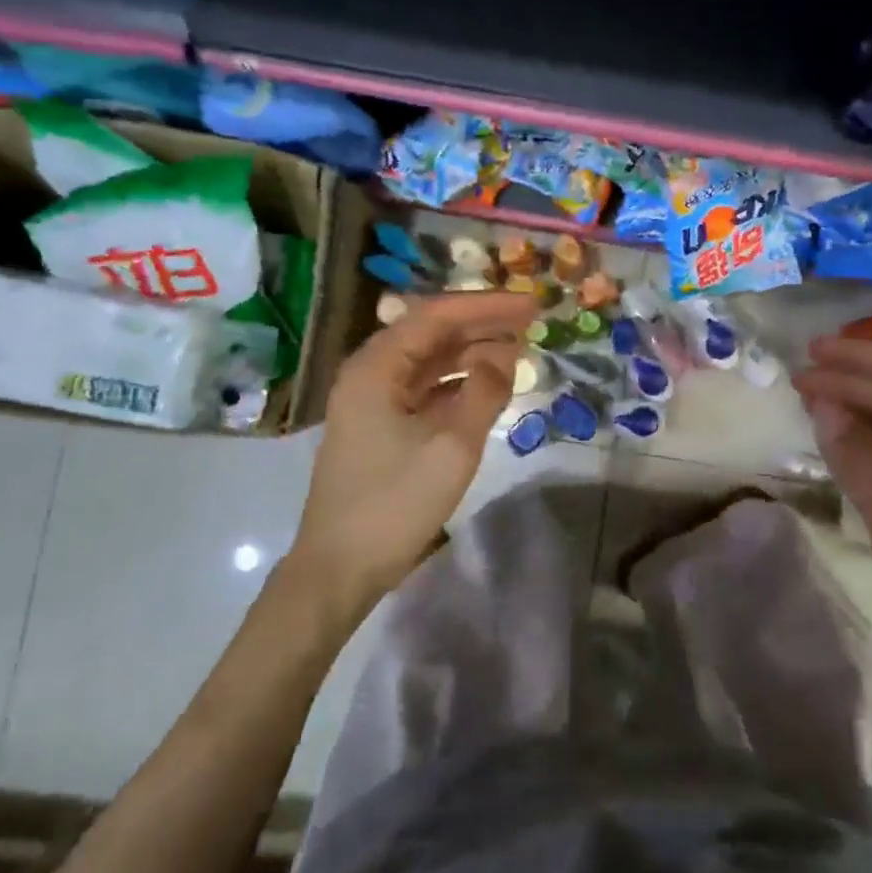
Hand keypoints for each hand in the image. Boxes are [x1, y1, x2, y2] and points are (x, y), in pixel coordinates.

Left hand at [288, 291, 533, 604]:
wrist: (340, 568)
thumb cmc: (394, 503)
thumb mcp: (451, 446)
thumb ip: (484, 392)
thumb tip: (506, 354)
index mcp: (376, 367)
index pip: (436, 316)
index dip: (486, 306)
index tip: (530, 304)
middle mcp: (370, 374)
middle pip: (430, 334)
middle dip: (481, 325)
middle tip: (530, 323)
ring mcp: (372, 402)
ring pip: (428, 363)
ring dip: (471, 354)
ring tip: (517, 350)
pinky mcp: (380, 428)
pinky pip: (424, 391)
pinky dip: (457, 384)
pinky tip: (487, 387)